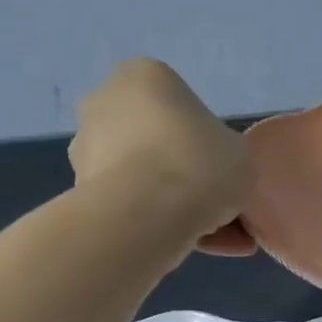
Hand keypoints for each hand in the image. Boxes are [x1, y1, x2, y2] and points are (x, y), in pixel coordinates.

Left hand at [70, 58, 250, 239]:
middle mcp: (106, 101)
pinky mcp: (81, 189)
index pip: (184, 107)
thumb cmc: (200, 164)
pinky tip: (189, 246)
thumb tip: (214, 172)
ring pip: (145, 177)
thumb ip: (228, 154)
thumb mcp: (241, 154)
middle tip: (220, 207)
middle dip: (187, 174)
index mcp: (146, 76)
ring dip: (173, 203)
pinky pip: (131, 204)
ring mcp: (86, 146)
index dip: (211, 144)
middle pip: (160, 142)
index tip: (225, 171)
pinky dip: (157, 222)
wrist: (146, 214)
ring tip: (212, 238)